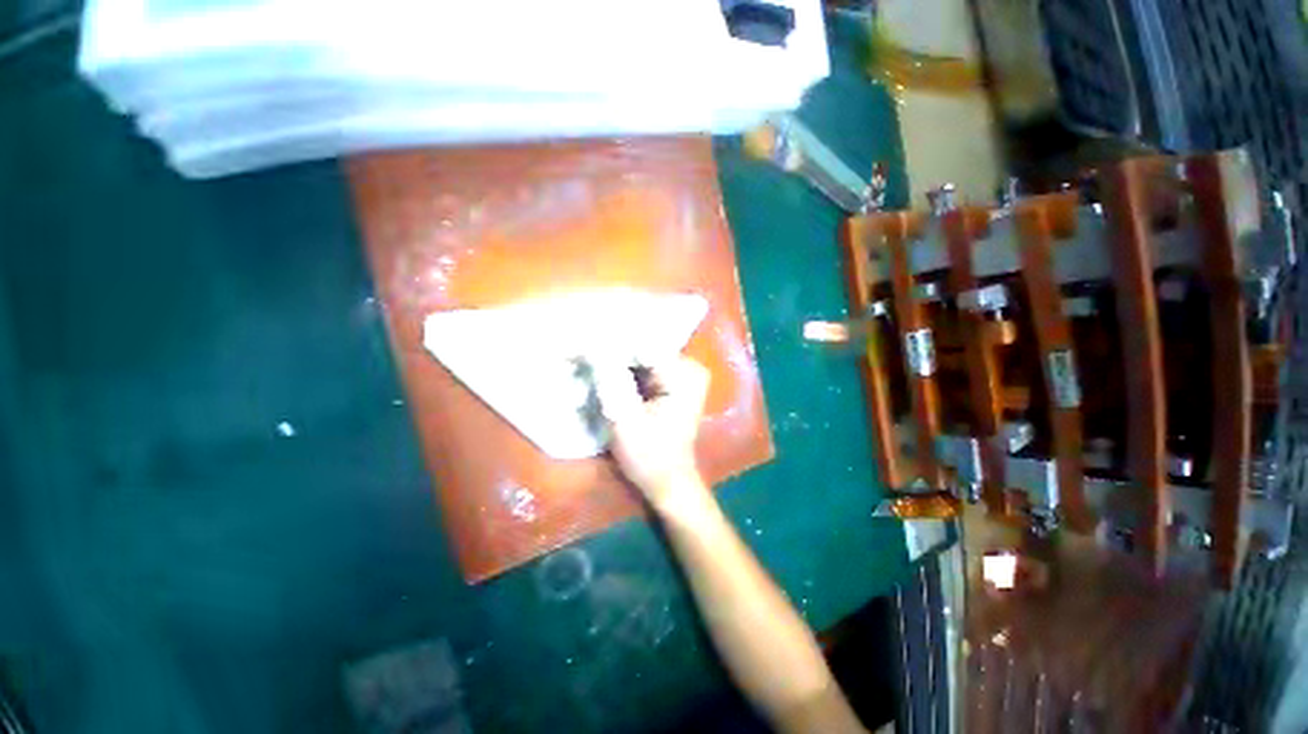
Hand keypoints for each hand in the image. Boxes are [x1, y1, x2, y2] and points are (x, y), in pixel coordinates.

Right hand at [593, 357, 711, 509]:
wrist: (668, 481)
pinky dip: (622, 371)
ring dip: (614, 361)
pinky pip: (642, 367)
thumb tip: (591, 348)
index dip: (609, 346)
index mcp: (684, 374)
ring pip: (639, 357)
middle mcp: (687, 367)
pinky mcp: (671, 382)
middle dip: (610, 353)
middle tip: (578, 356)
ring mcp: (682, 373)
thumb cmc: (650, 457)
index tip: (579, 348)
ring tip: (586, 363)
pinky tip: (603, 374)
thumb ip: (611, 382)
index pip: (640, 347)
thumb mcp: (625, 420)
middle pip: (640, 349)